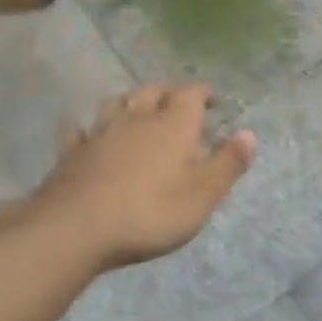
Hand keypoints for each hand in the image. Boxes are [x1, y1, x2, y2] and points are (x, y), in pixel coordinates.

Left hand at [32, 84, 255, 271]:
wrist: (77, 228)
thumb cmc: (151, 212)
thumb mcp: (203, 195)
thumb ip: (228, 163)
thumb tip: (249, 134)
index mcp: (173, 125)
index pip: (190, 95)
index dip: (202, 93)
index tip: (211, 98)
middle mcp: (137, 118)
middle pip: (152, 92)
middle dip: (167, 94)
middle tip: (177, 104)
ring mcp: (100, 132)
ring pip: (117, 104)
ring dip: (131, 102)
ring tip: (138, 111)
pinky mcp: (72, 152)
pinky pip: (81, 130)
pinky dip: (89, 128)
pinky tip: (88, 132)